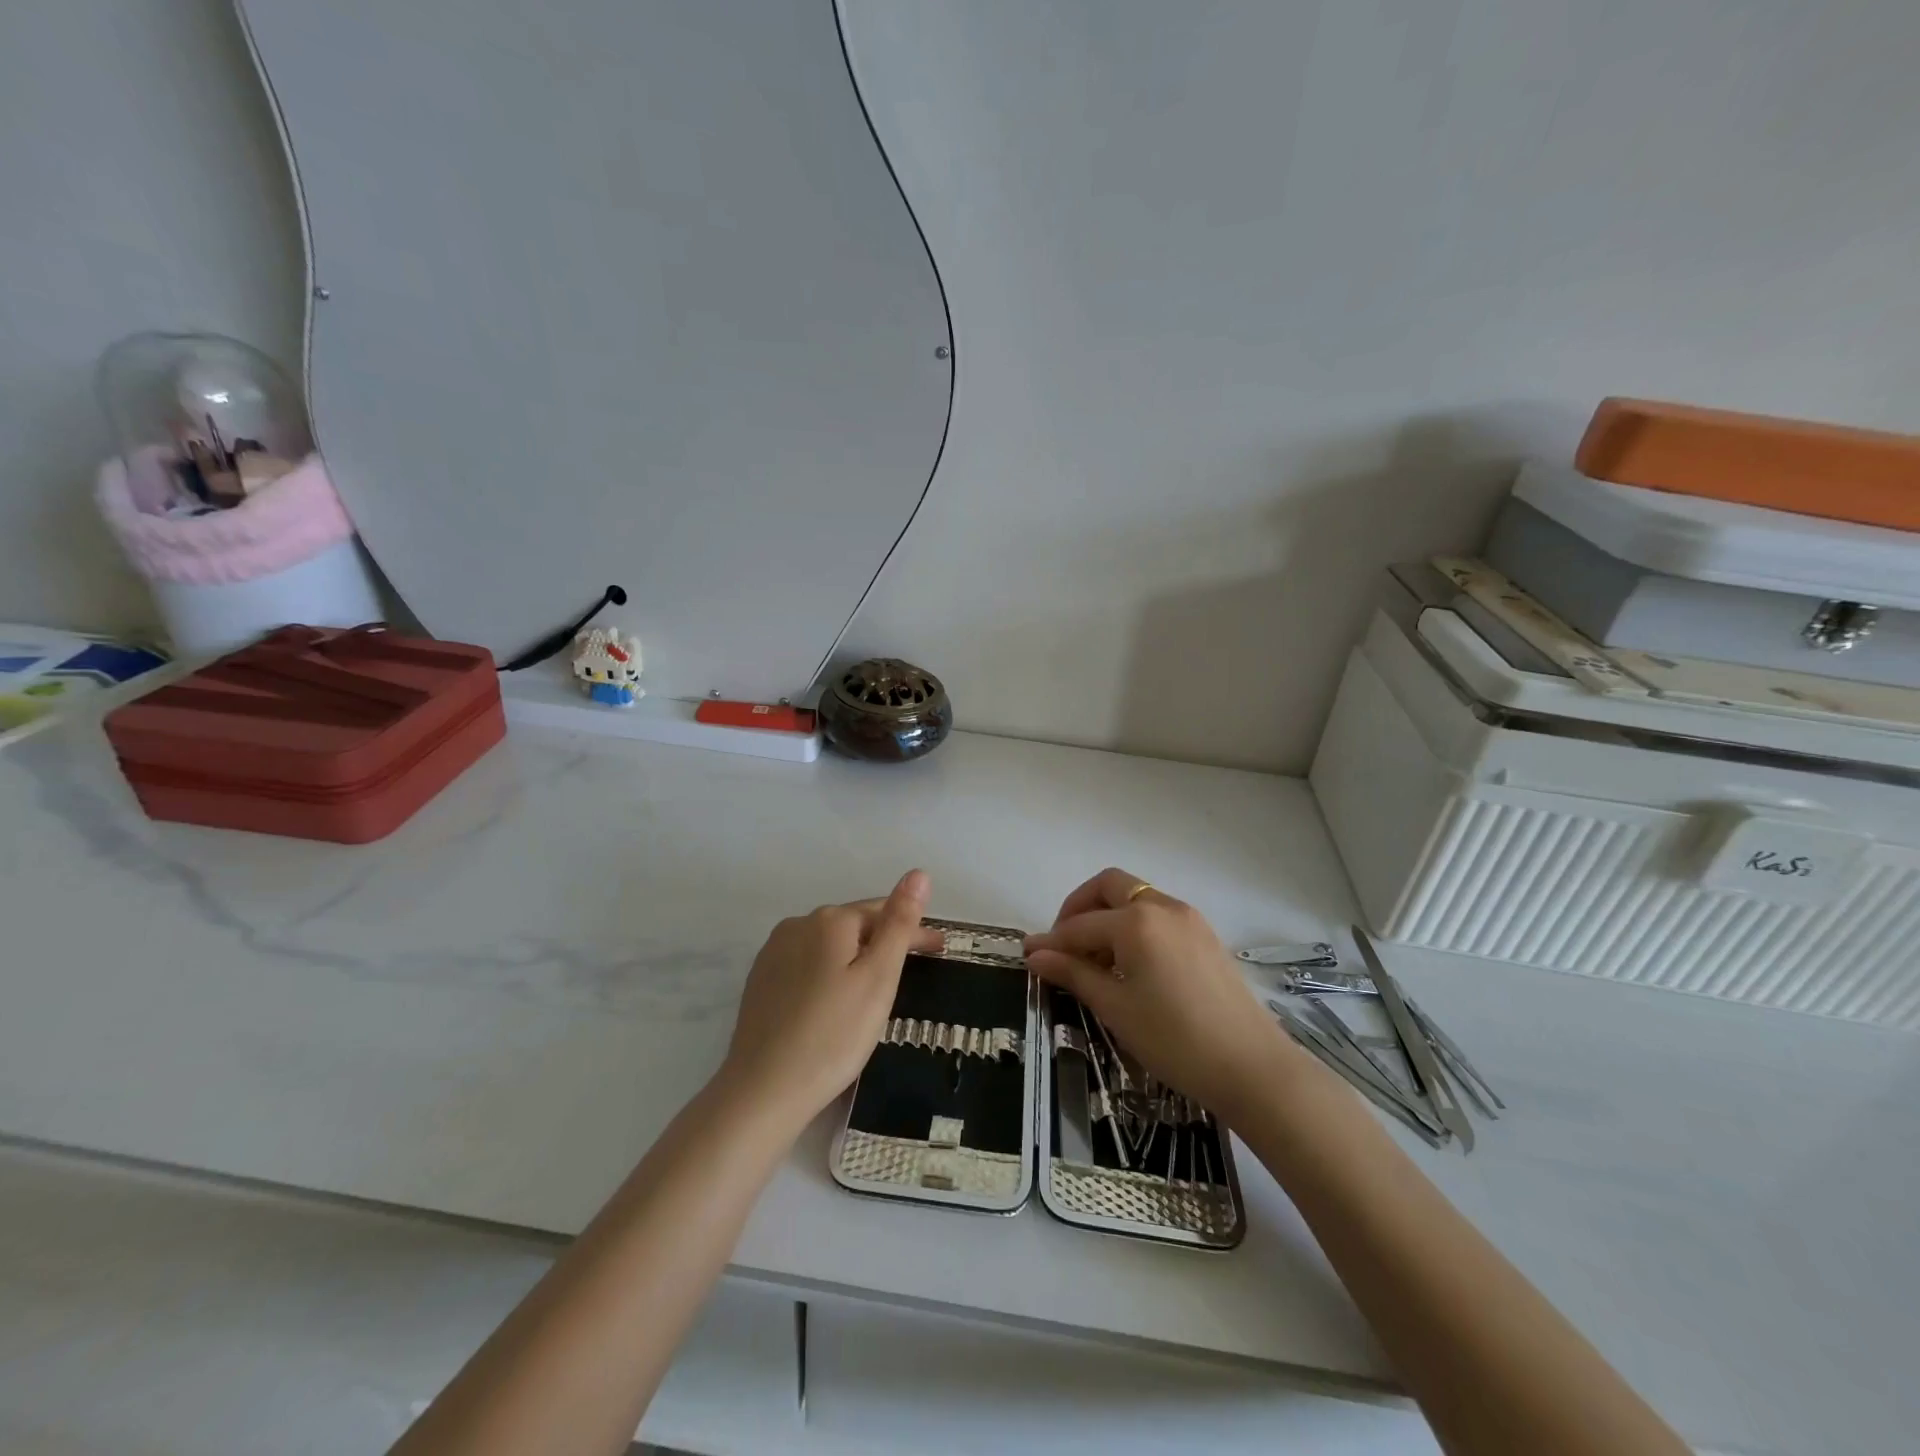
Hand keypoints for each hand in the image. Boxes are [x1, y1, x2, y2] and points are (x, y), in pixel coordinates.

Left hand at [718, 870, 941, 1136]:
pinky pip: (807, 966)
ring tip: (877, 987)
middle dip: (885, 942)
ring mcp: (773, 953)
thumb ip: (900, 923)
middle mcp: (797, 925)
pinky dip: (829, 975)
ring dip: (856, 957)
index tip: (940, 950)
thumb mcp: (879, 978)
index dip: (914, 930)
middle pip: (854, 926)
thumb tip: (918, 873)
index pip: (883, 912)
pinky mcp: (760, 982)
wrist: (763, 1090)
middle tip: (915, 972)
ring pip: (829, 946)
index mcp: (829, 920)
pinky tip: (835, 1000)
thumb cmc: (834, 1035)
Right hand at [1023, 867, 1295, 1124]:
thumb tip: (1035, 954)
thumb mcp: (1115, 1007)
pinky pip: (1158, 915)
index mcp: (1136, 921)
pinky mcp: (1206, 935)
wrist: (1251, 1067)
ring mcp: (1189, 918)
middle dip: (1079, 908)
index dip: (1051, 941)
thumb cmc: (1174, 1039)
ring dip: (1108, 916)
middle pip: (1109, 886)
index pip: (1080, 925)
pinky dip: (1134, 926)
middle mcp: (1162, 906)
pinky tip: (1129, 964)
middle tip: (1063, 944)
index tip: (1028, 955)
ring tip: (1095, 961)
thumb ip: (1073, 973)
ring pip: (1136, 899)